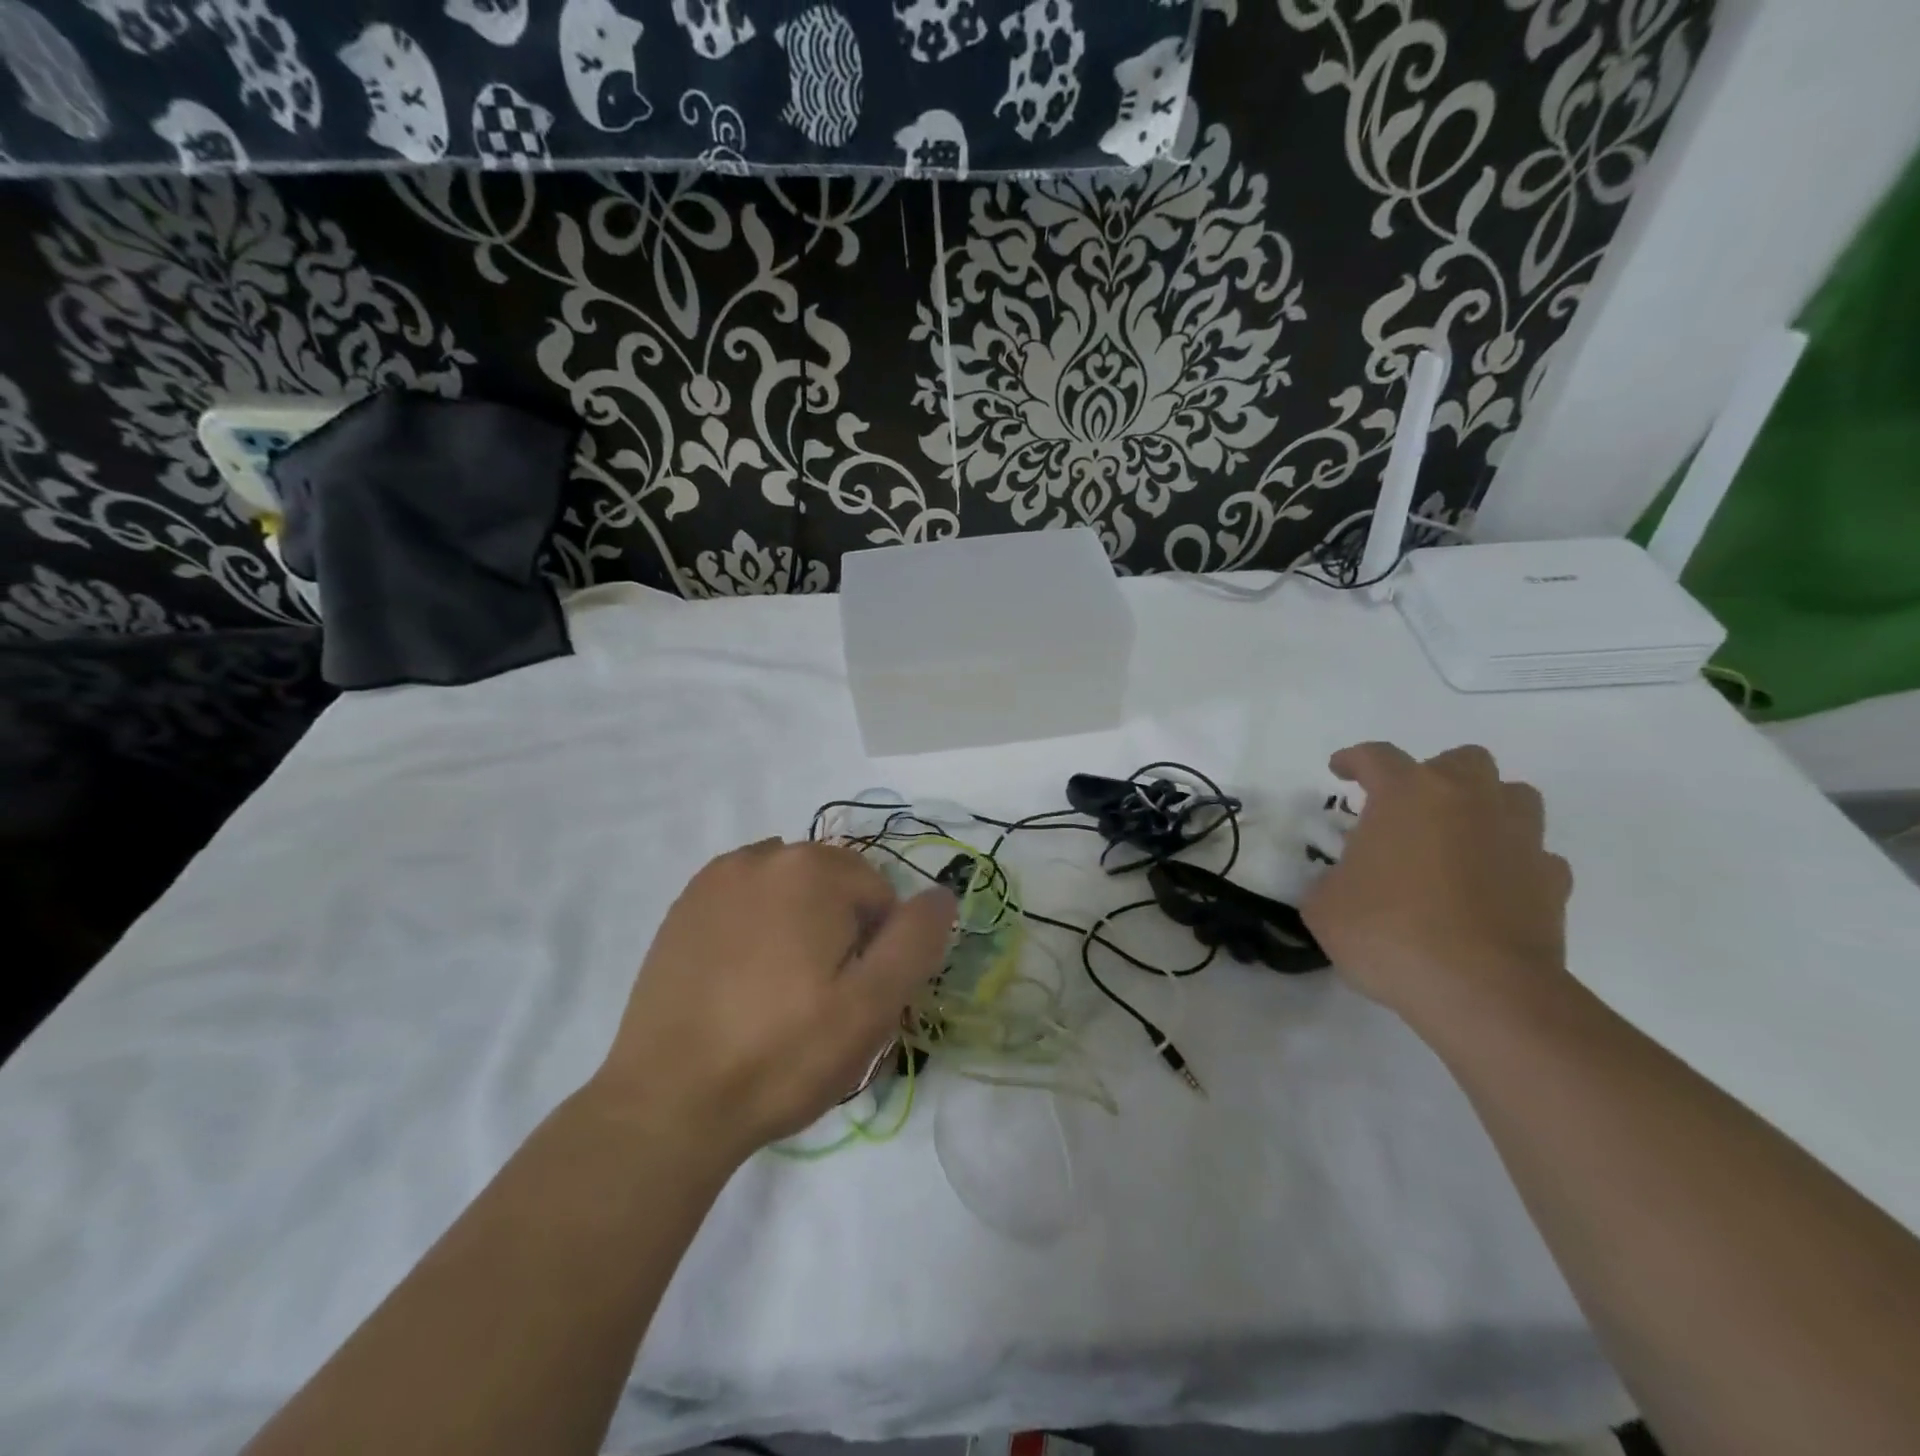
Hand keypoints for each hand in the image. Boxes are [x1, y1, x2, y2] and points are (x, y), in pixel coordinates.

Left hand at [595, 840, 953, 1159]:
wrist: (667, 1104)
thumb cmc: (782, 1054)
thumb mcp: (871, 1006)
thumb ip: (916, 940)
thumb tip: (941, 894)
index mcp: (812, 870)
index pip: (880, 895)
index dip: (879, 949)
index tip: (855, 998)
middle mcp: (763, 856)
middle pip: (834, 886)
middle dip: (841, 931)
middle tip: (821, 1000)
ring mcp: (716, 879)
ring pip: (790, 893)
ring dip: (800, 926)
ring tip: (780, 992)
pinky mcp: (684, 908)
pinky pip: (746, 903)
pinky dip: (758, 928)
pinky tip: (743, 982)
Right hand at [1302, 742, 1572, 1026]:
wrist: (1481, 990)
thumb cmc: (1388, 931)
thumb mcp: (1325, 905)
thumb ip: (1331, 881)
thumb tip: (1345, 884)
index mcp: (1407, 794)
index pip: (1376, 757)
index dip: (1354, 760)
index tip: (1340, 770)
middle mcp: (1468, 800)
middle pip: (1460, 761)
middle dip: (1433, 776)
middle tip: (1408, 810)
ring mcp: (1519, 838)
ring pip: (1512, 796)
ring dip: (1484, 808)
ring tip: (1457, 840)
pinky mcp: (1552, 882)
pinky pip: (1534, 854)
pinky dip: (1512, 862)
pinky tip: (1490, 887)